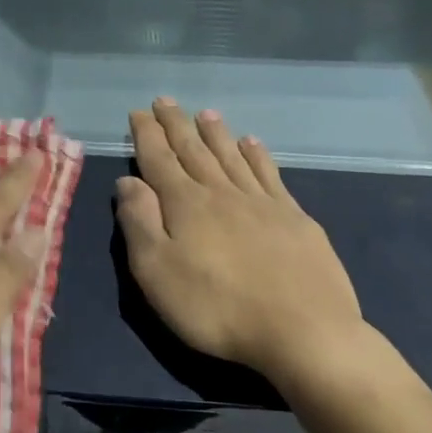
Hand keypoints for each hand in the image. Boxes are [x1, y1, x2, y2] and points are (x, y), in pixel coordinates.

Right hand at [116, 99, 369, 386]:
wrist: (303, 331)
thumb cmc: (216, 307)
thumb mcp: (156, 272)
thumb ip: (139, 222)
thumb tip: (128, 182)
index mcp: (185, 204)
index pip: (159, 159)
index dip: (146, 135)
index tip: (138, 112)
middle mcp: (221, 193)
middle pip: (194, 150)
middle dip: (177, 125)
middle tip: (165, 101)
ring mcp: (262, 203)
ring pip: (232, 156)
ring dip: (216, 133)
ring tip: (206, 113)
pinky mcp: (294, 218)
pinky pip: (269, 174)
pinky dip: (257, 155)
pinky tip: (253, 144)